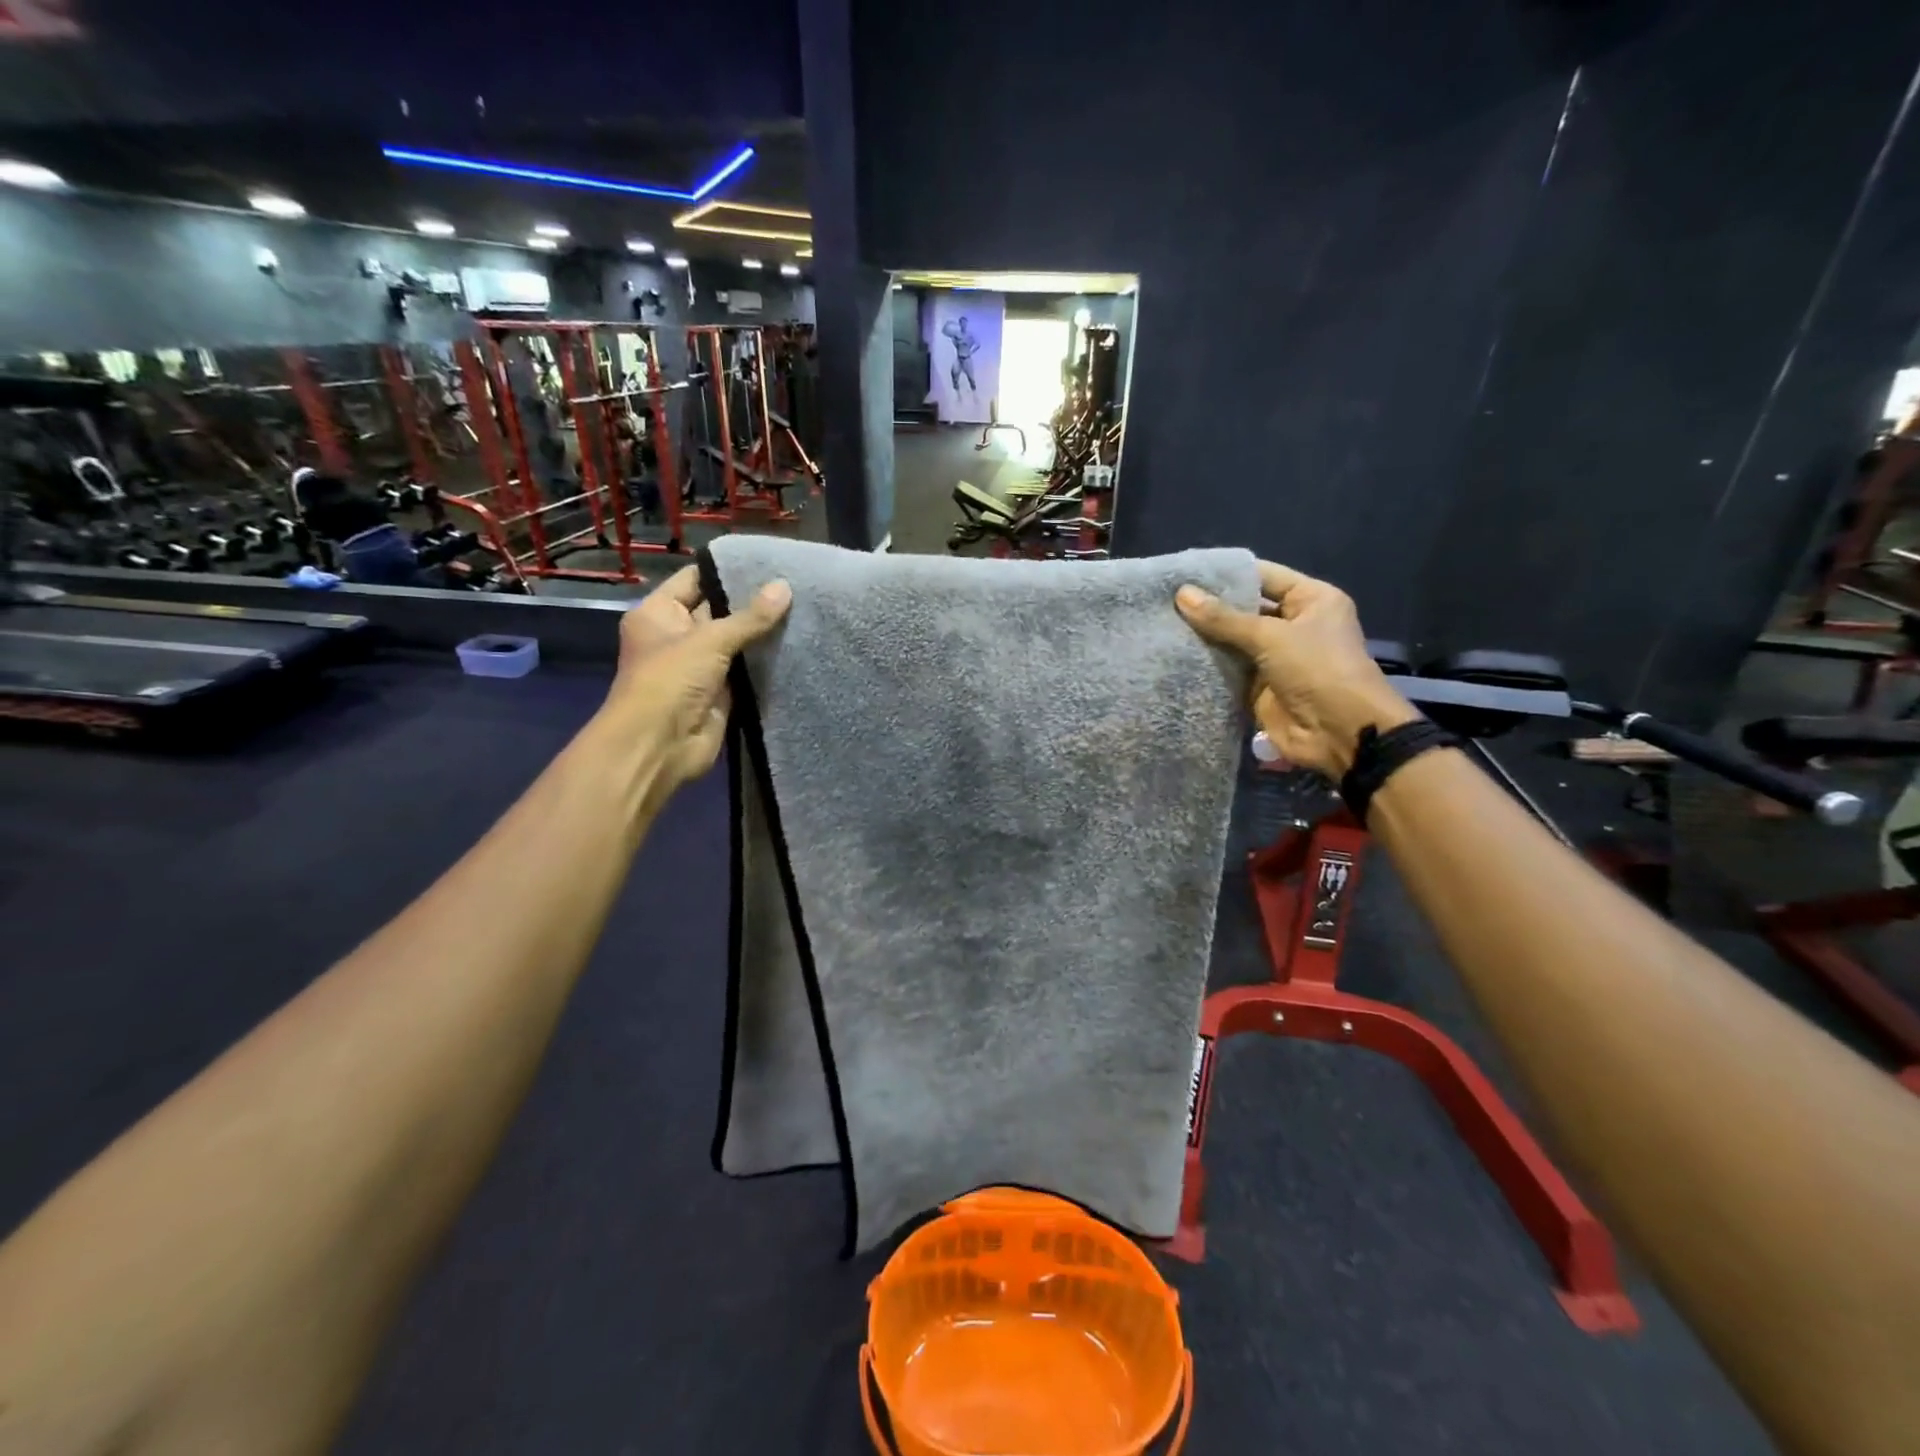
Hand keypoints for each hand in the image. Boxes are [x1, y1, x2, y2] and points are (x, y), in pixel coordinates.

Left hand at [594, 565, 791, 798]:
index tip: (767, 562)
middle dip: (751, 601)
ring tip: (803, 609)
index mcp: (659, 613)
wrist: (660, 746)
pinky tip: (796, 644)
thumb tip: (785, 586)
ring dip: (762, 633)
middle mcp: (677, 636)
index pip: (695, 580)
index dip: (726, 570)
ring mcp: (699, 666)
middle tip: (794, 584)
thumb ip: (750, 617)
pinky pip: (746, 670)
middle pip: (718, 610)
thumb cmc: (670, 680)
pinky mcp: (720, 692)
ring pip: (735, 642)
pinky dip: (765, 661)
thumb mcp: (710, 640)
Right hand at [1177, 561, 1416, 777]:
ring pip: (1232, 641)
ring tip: (1161, 623)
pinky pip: (1228, 670)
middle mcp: (1293, 624)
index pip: (1262, 575)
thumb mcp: (1271, 637)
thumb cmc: (1317, 670)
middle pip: (1244, 608)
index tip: (1184, 571)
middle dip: (1209, 606)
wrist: (1339, 733)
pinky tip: (1172, 654)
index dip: (1226, 574)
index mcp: (1310, 599)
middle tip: (1164, 598)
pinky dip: (1206, 665)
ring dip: (1203, 636)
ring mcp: (1275, 657)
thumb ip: (1223, 618)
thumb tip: (1181, 593)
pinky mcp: (1258, 687)